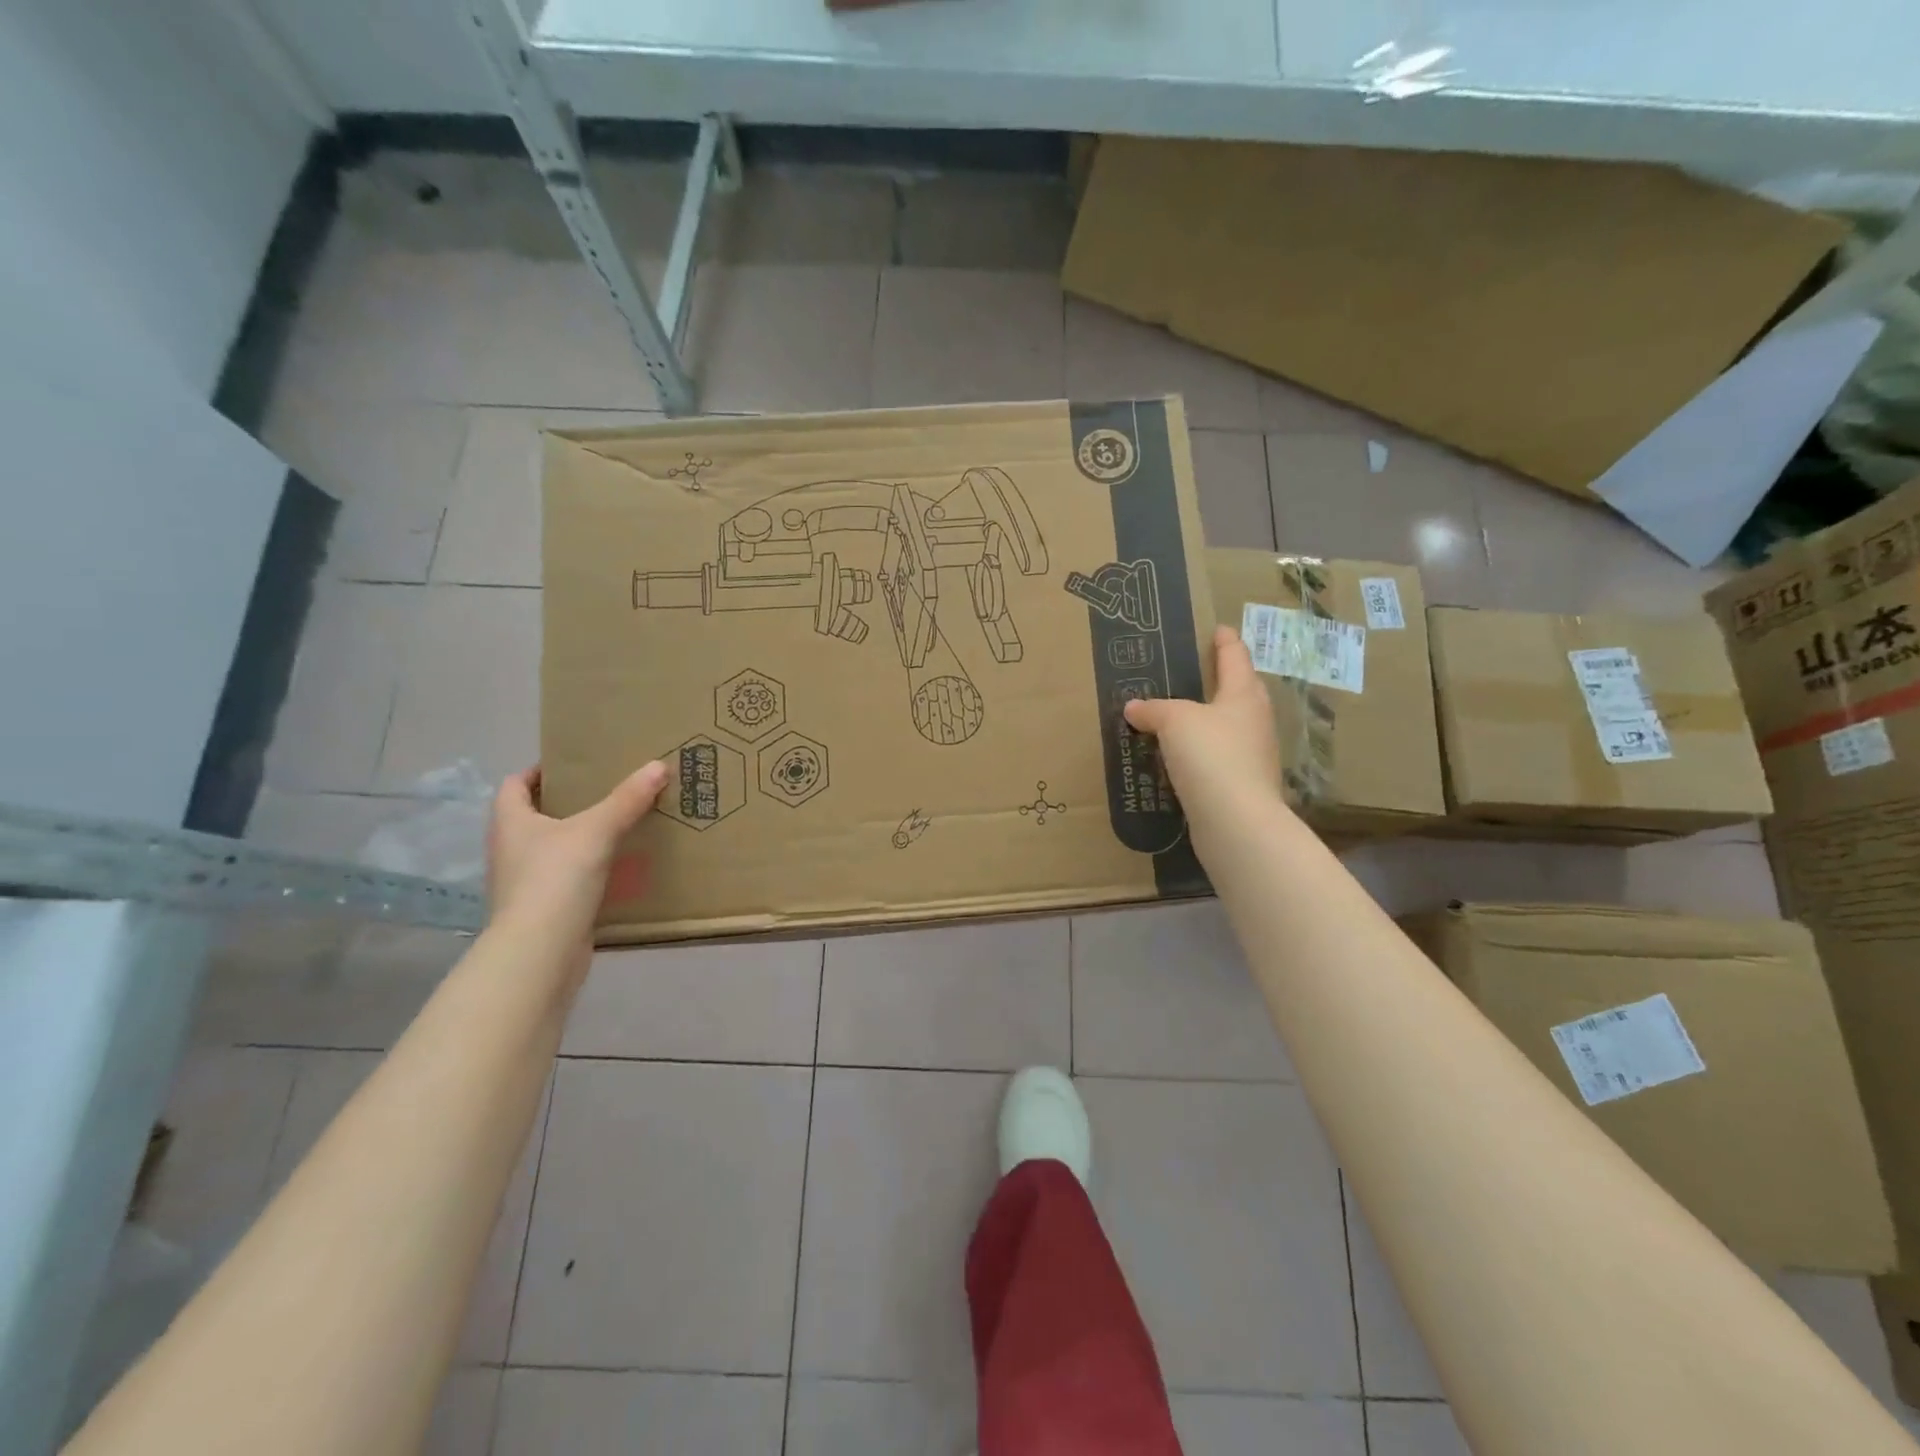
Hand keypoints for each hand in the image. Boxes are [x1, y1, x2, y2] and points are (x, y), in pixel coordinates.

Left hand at [486, 763, 668, 952]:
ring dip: (580, 839)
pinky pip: (568, 880)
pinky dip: (589, 871)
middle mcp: (511, 850)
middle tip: (608, 791)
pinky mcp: (544, 910)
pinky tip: (619, 868)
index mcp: (511, 823)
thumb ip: (627, 799)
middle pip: (534, 816)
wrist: (540, 953)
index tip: (574, 765)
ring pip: (553, 849)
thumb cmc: (556, 879)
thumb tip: (658, 765)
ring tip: (619, 826)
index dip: (539, 771)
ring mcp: (525, 883)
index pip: (514, 784)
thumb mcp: (597, 831)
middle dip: (568, 803)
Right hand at [1124, 626, 1283, 819]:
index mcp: (1243, 695)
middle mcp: (1254, 721)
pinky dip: (1202, 754)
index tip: (1217, 629)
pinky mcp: (1242, 786)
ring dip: (1209, 720)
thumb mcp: (1174, 722)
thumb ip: (1153, 709)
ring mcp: (1253, 756)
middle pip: (1239, 691)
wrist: (1236, 822)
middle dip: (1221, 680)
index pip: (1235, 657)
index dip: (1224, 641)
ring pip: (1229, 727)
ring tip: (1180, 717)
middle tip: (1196, 672)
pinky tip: (1182, 760)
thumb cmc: (1211, 756)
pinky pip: (1218, 759)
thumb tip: (1134, 707)